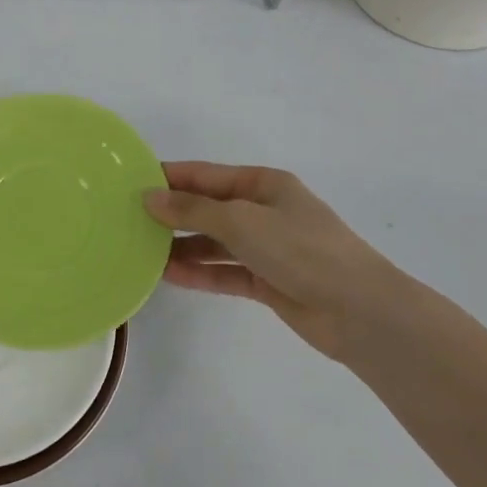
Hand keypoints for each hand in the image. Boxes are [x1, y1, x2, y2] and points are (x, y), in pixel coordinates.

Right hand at [145, 162, 420, 359]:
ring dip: (182, 247)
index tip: (129, 182)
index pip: (205, 175)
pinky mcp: (267, 281)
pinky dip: (200, 273)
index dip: (169, 177)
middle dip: (171, 213)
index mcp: (263, 184)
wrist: (359, 311)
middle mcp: (263, 211)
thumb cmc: (301, 250)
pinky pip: (225, 272)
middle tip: (127, 220)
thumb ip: (193, 210)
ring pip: (214, 243)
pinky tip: (169, 276)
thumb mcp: (242, 221)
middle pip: (207, 208)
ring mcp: (266, 248)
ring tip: (140, 252)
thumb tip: (149, 196)